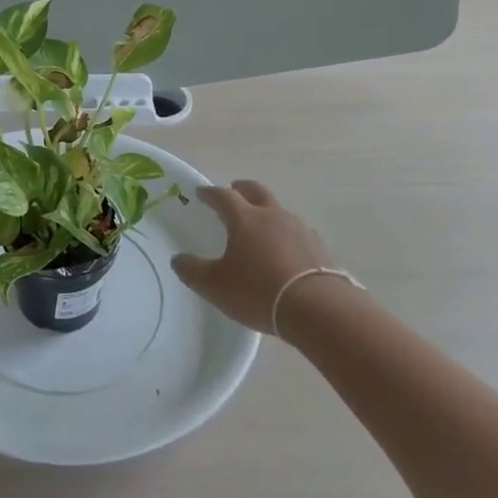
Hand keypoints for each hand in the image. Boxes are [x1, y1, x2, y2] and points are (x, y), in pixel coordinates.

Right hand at [171, 180, 337, 332]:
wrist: (317, 309)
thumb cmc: (258, 291)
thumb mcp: (215, 286)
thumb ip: (192, 271)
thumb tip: (178, 260)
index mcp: (244, 219)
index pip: (223, 196)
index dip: (210, 193)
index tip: (201, 193)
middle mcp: (272, 215)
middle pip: (256, 191)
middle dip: (242, 189)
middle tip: (233, 191)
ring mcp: (299, 229)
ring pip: (279, 211)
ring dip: (267, 212)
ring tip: (260, 227)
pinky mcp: (318, 247)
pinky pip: (297, 232)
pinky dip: (286, 235)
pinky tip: (285, 251)